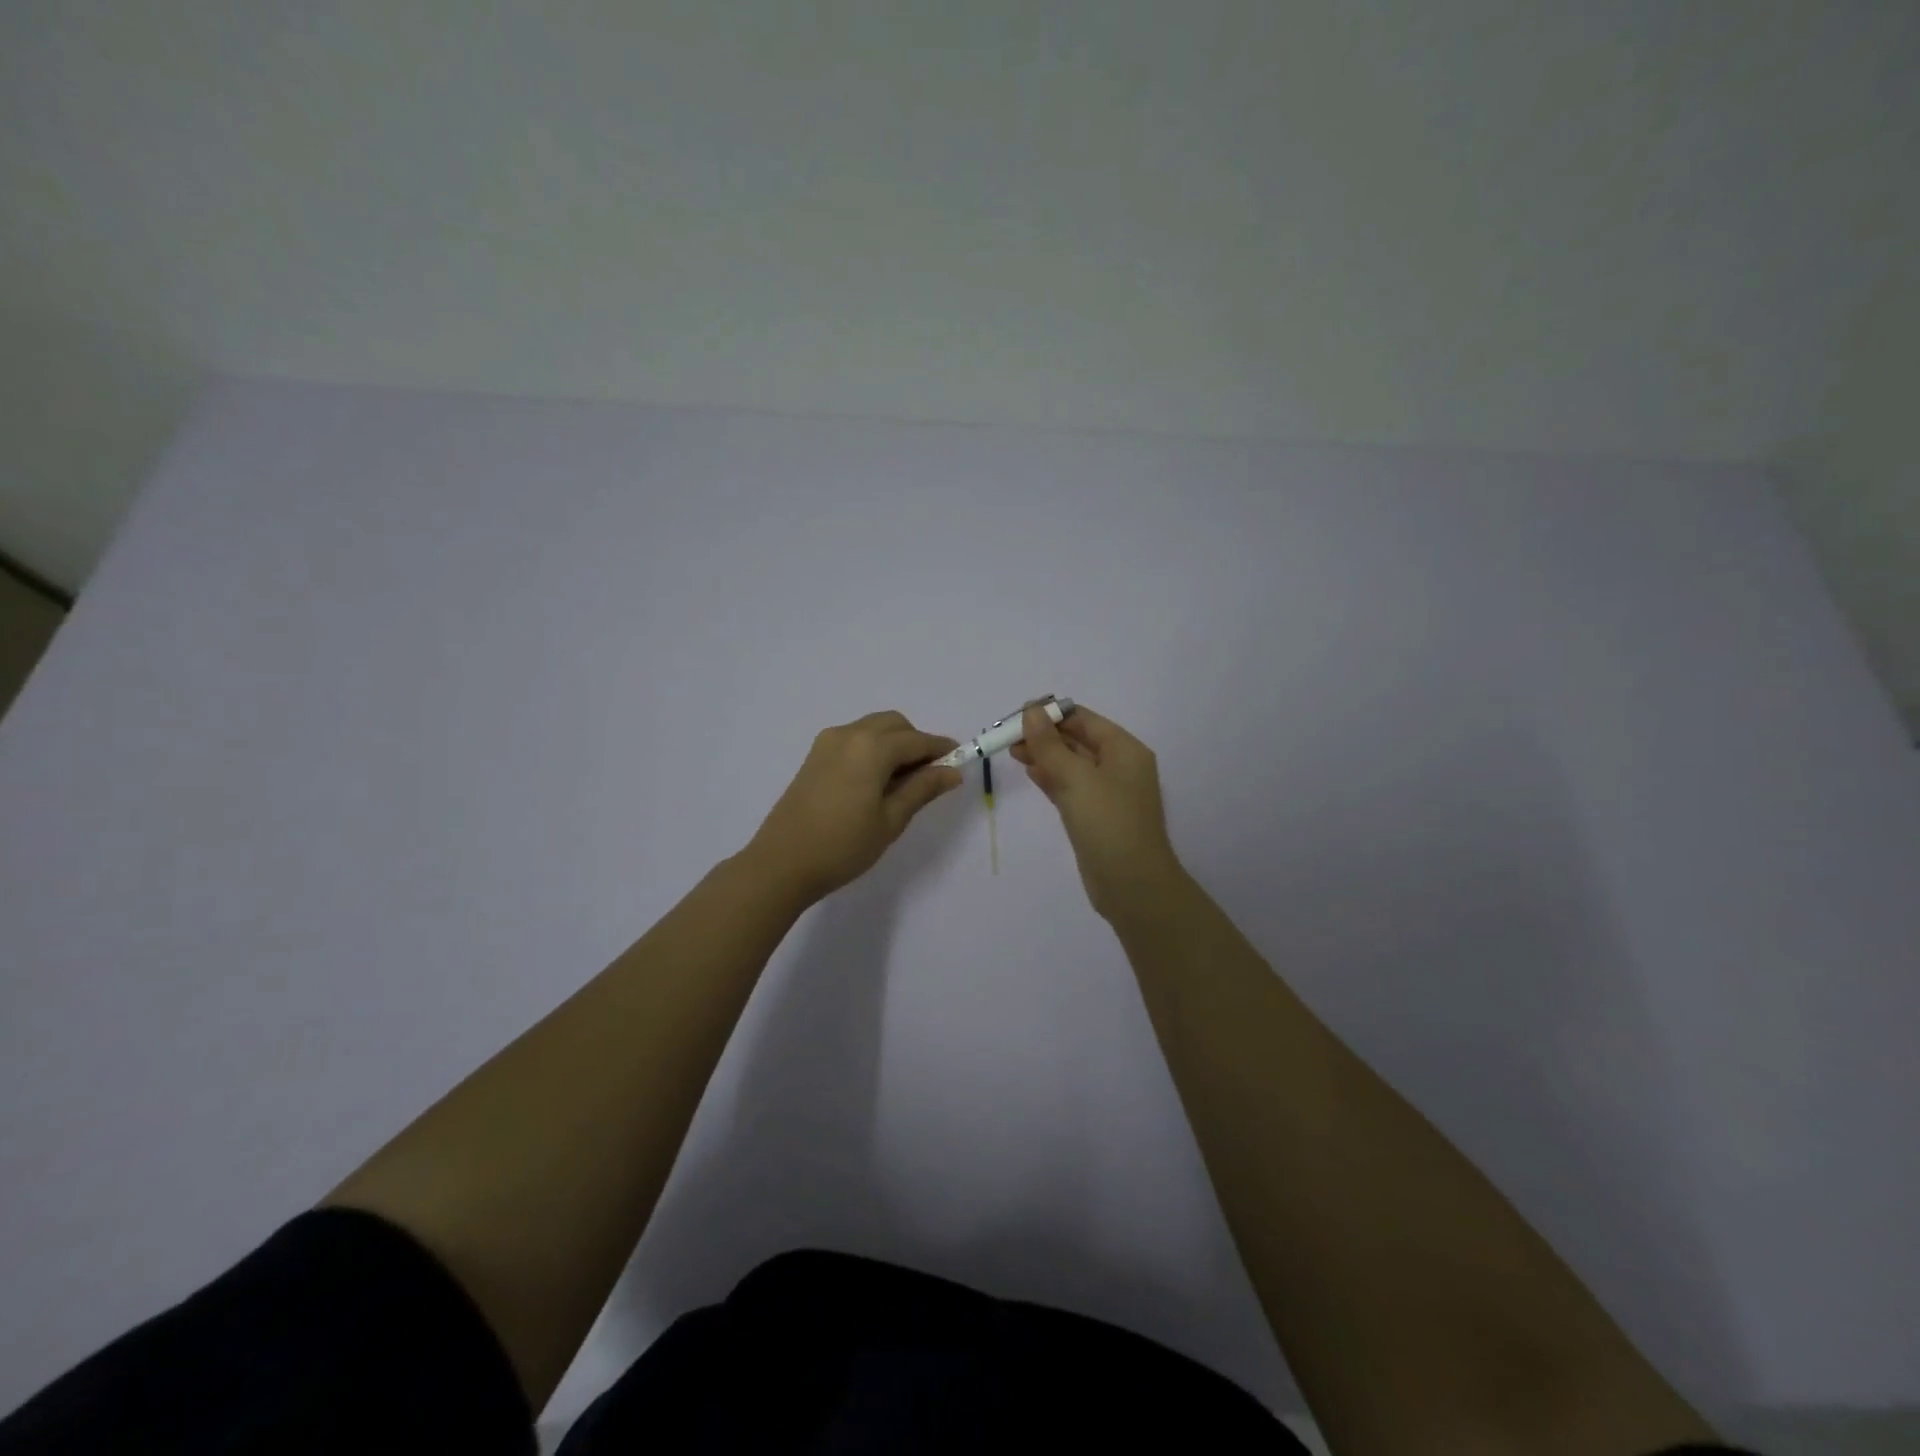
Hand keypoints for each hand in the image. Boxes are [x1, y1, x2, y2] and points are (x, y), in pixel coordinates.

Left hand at [745, 710, 962, 903]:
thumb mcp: (890, 820)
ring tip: (903, 782)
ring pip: (872, 729)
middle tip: (930, 776)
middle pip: (894, 725)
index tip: (960, 761)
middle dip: (916, 742)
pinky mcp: (814, 756)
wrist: (781, 863)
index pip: (917, 740)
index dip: (941, 749)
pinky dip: (872, 749)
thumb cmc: (843, 846)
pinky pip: (854, 739)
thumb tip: (952, 772)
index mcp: (871, 747)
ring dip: (894, 744)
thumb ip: (922, 789)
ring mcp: (827, 743)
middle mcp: (849, 734)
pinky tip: (875, 781)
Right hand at [1011, 703, 1182, 919]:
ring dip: (1043, 755)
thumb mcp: (1076, 778)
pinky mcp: (1094, 815)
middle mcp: (1119, 766)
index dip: (1051, 714)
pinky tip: (1029, 771)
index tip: (1017, 714)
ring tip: (1011, 750)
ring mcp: (1107, 793)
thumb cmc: (1108, 823)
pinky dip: (1050, 777)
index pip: (1084, 719)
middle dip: (1044, 735)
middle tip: (1007, 735)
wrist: (1131, 884)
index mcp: (1124, 749)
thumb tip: (1032, 711)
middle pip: (1076, 739)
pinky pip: (1069, 786)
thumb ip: (1050, 744)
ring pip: (1070, 764)